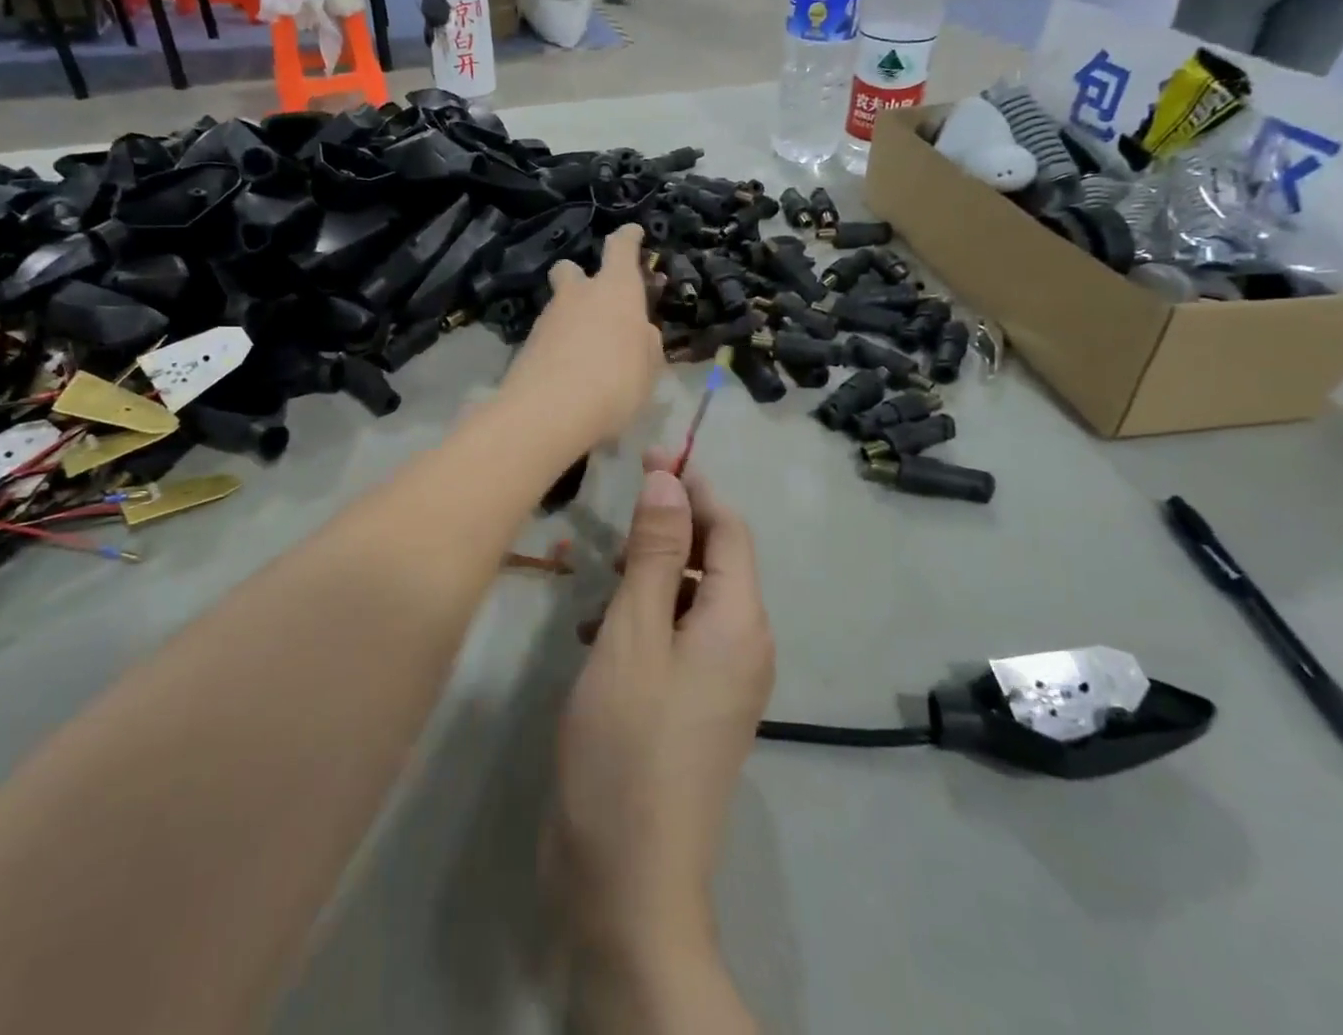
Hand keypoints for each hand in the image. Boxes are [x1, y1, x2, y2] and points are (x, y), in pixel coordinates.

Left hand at [501, 225, 661, 446]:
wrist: (549, 413)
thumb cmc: (616, 382)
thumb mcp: (649, 367)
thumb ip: (645, 343)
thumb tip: (637, 332)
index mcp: (616, 290)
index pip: (620, 248)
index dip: (628, 238)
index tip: (632, 232)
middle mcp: (578, 295)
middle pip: (571, 269)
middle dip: (579, 276)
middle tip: (594, 300)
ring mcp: (547, 319)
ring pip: (559, 306)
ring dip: (571, 319)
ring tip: (588, 354)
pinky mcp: (526, 346)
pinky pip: (548, 337)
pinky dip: (559, 347)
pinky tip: (570, 375)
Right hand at [546, 456, 774, 965]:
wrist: (629, 883)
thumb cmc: (627, 743)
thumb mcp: (634, 633)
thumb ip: (654, 552)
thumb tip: (670, 480)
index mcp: (739, 621)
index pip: (729, 528)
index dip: (692, 487)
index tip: (650, 458)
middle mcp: (743, 645)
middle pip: (714, 561)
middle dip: (667, 534)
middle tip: (614, 531)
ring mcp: (722, 682)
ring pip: (690, 599)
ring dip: (649, 580)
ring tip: (599, 590)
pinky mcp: (695, 708)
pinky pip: (678, 638)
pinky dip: (644, 622)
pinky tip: (599, 640)